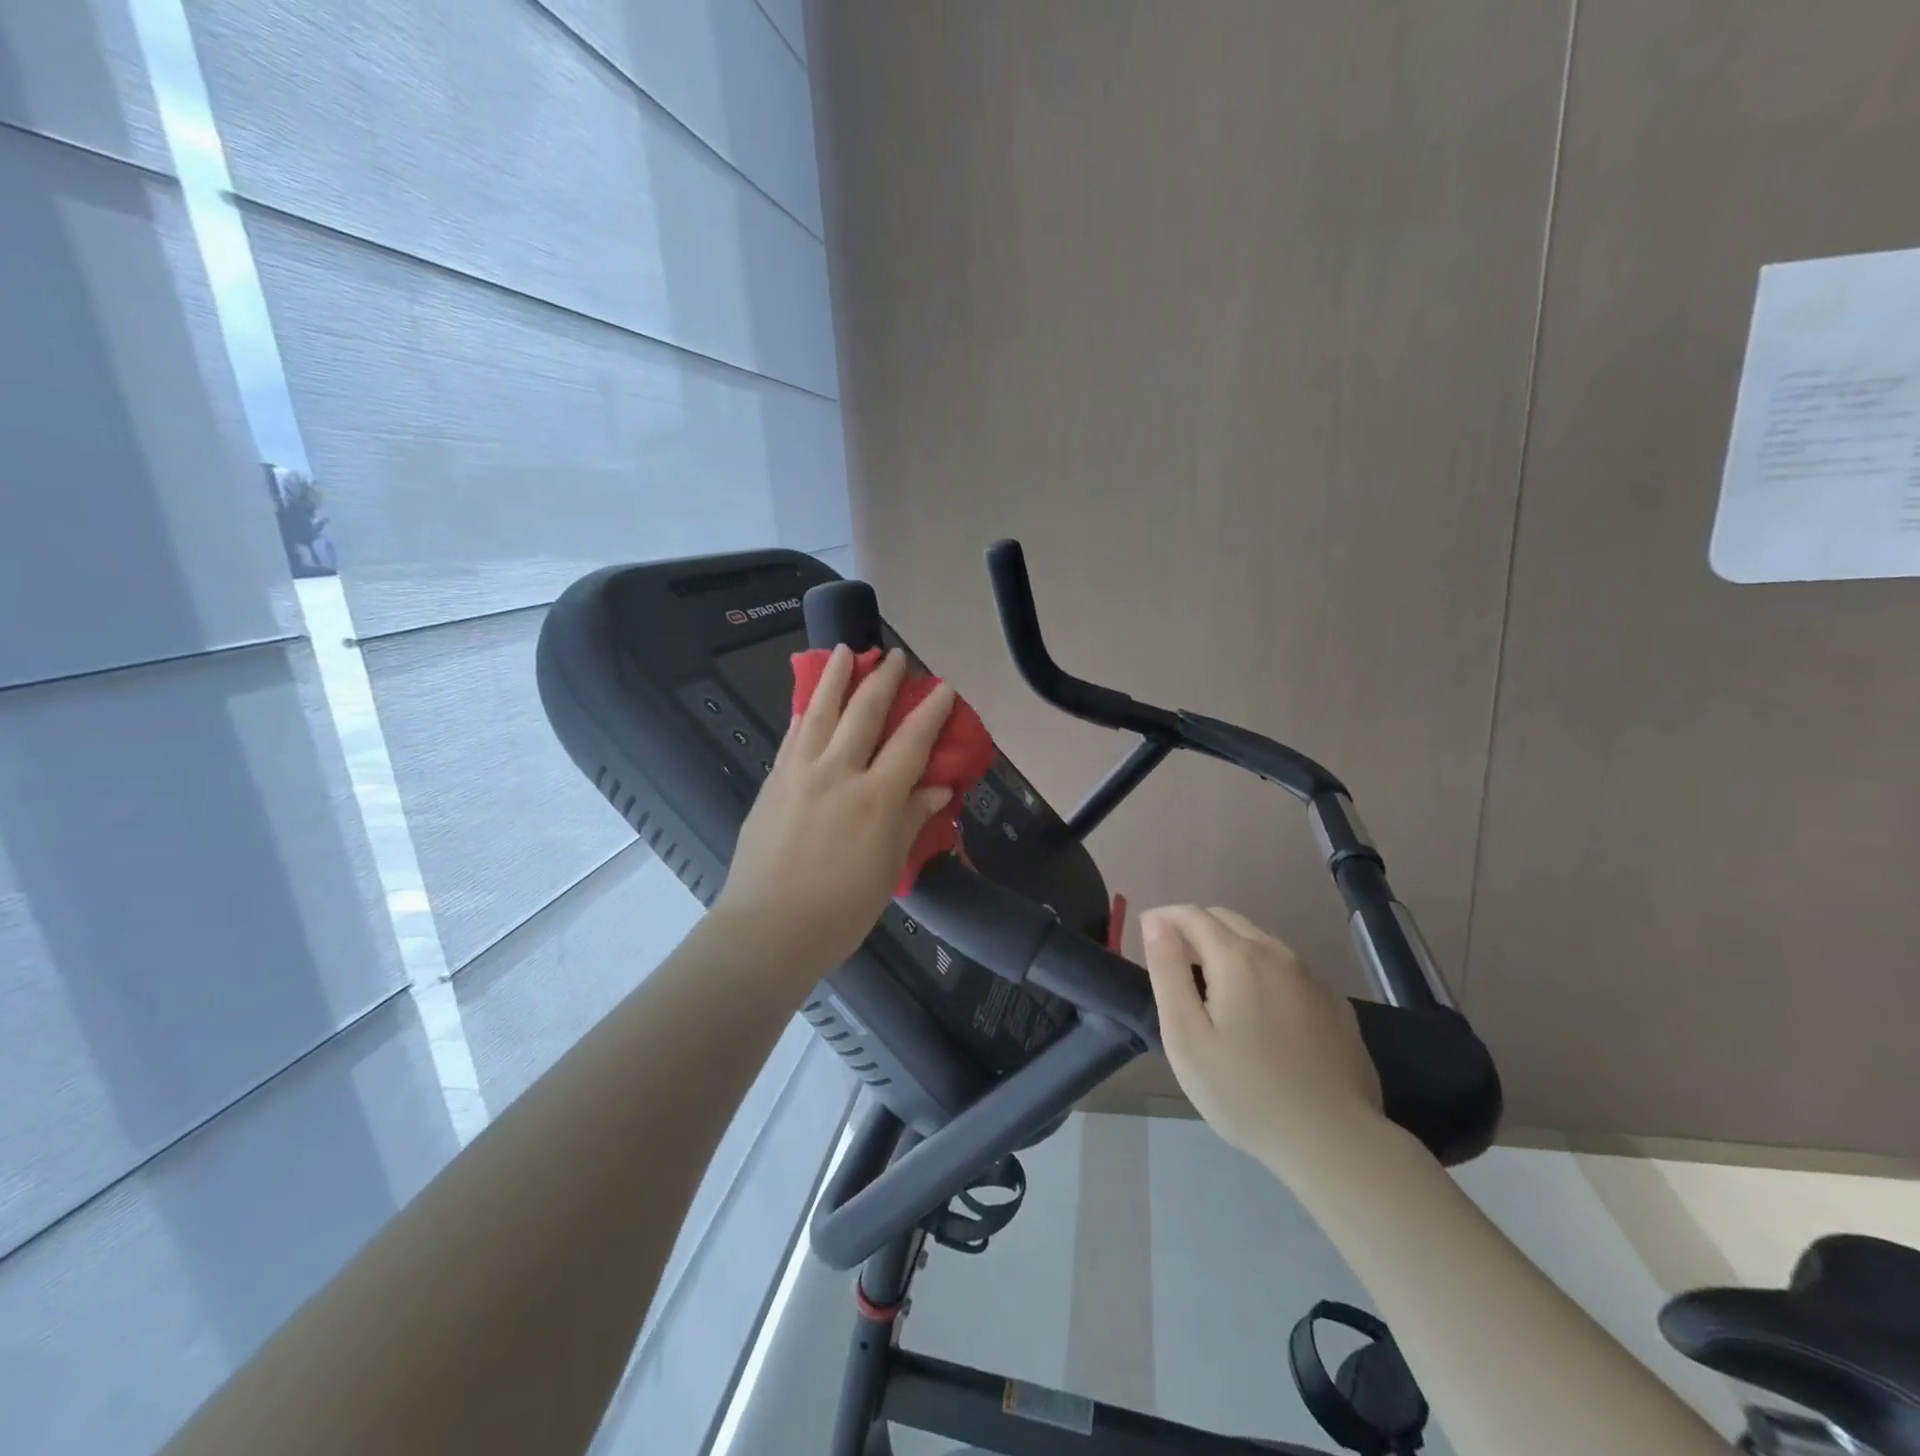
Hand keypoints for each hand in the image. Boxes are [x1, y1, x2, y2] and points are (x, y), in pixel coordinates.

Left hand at [712, 646, 956, 980]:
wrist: (768, 929)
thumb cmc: (840, 910)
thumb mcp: (886, 868)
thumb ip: (911, 820)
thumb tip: (938, 788)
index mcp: (876, 798)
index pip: (911, 742)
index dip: (931, 711)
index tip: (943, 687)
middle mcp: (839, 773)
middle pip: (864, 713)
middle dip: (883, 680)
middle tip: (894, 656)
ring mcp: (800, 773)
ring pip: (820, 711)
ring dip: (836, 678)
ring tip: (845, 651)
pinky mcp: (773, 782)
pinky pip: (792, 735)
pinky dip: (804, 711)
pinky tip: (808, 701)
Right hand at [1141, 905, 1386, 1173]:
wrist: (1334, 1142)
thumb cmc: (1244, 1092)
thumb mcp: (1186, 1036)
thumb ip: (1168, 971)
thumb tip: (1155, 922)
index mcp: (1237, 958)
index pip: (1192, 915)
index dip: (1164, 917)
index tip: (1145, 933)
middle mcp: (1277, 954)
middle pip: (1227, 919)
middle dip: (1195, 927)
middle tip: (1174, 960)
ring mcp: (1312, 978)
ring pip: (1260, 942)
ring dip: (1229, 948)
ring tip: (1213, 986)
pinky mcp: (1336, 1004)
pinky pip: (1288, 970)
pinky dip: (1262, 972)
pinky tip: (1260, 1012)